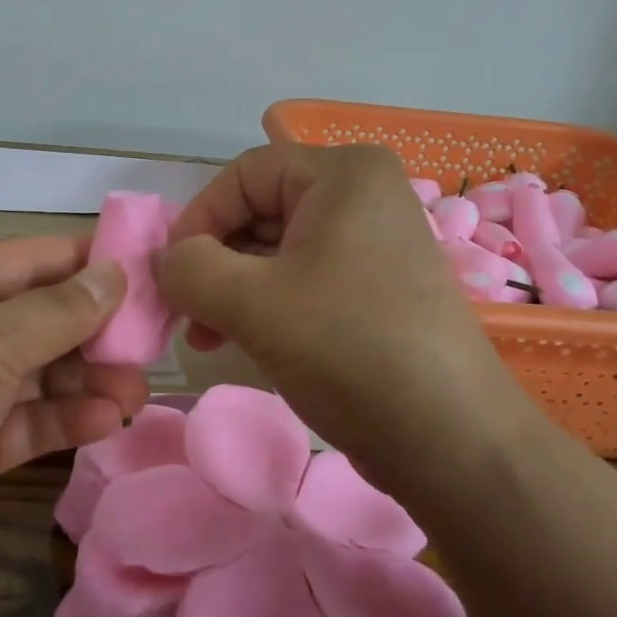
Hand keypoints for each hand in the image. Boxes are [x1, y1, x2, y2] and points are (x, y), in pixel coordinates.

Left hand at [0, 238, 145, 611]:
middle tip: (150, 343)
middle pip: (35, 319)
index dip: (85, 263)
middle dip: (93, 331)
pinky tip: (107, 419)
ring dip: (86, 380)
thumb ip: (60, 310)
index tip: (145, 270)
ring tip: (136, 389)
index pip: (27, 260)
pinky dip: (65, 420)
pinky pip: (26, 425)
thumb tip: (117, 273)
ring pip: (36, 376)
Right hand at [157, 143, 511, 473]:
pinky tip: (239, 342)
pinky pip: (301, 280)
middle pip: (258, 211)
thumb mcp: (254, 303)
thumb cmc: (350, 350)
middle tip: (184, 314)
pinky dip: (263, 305)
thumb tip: (164, 262)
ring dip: (231, 290)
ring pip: (275, 251)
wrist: (452, 442)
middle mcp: (361, 196)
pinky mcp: (373, 288)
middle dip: (213, 262)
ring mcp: (371, 244)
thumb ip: (189, 269)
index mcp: (344, 174)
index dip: (197, 219)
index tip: (171, 275)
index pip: (243, 175)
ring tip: (205, 337)